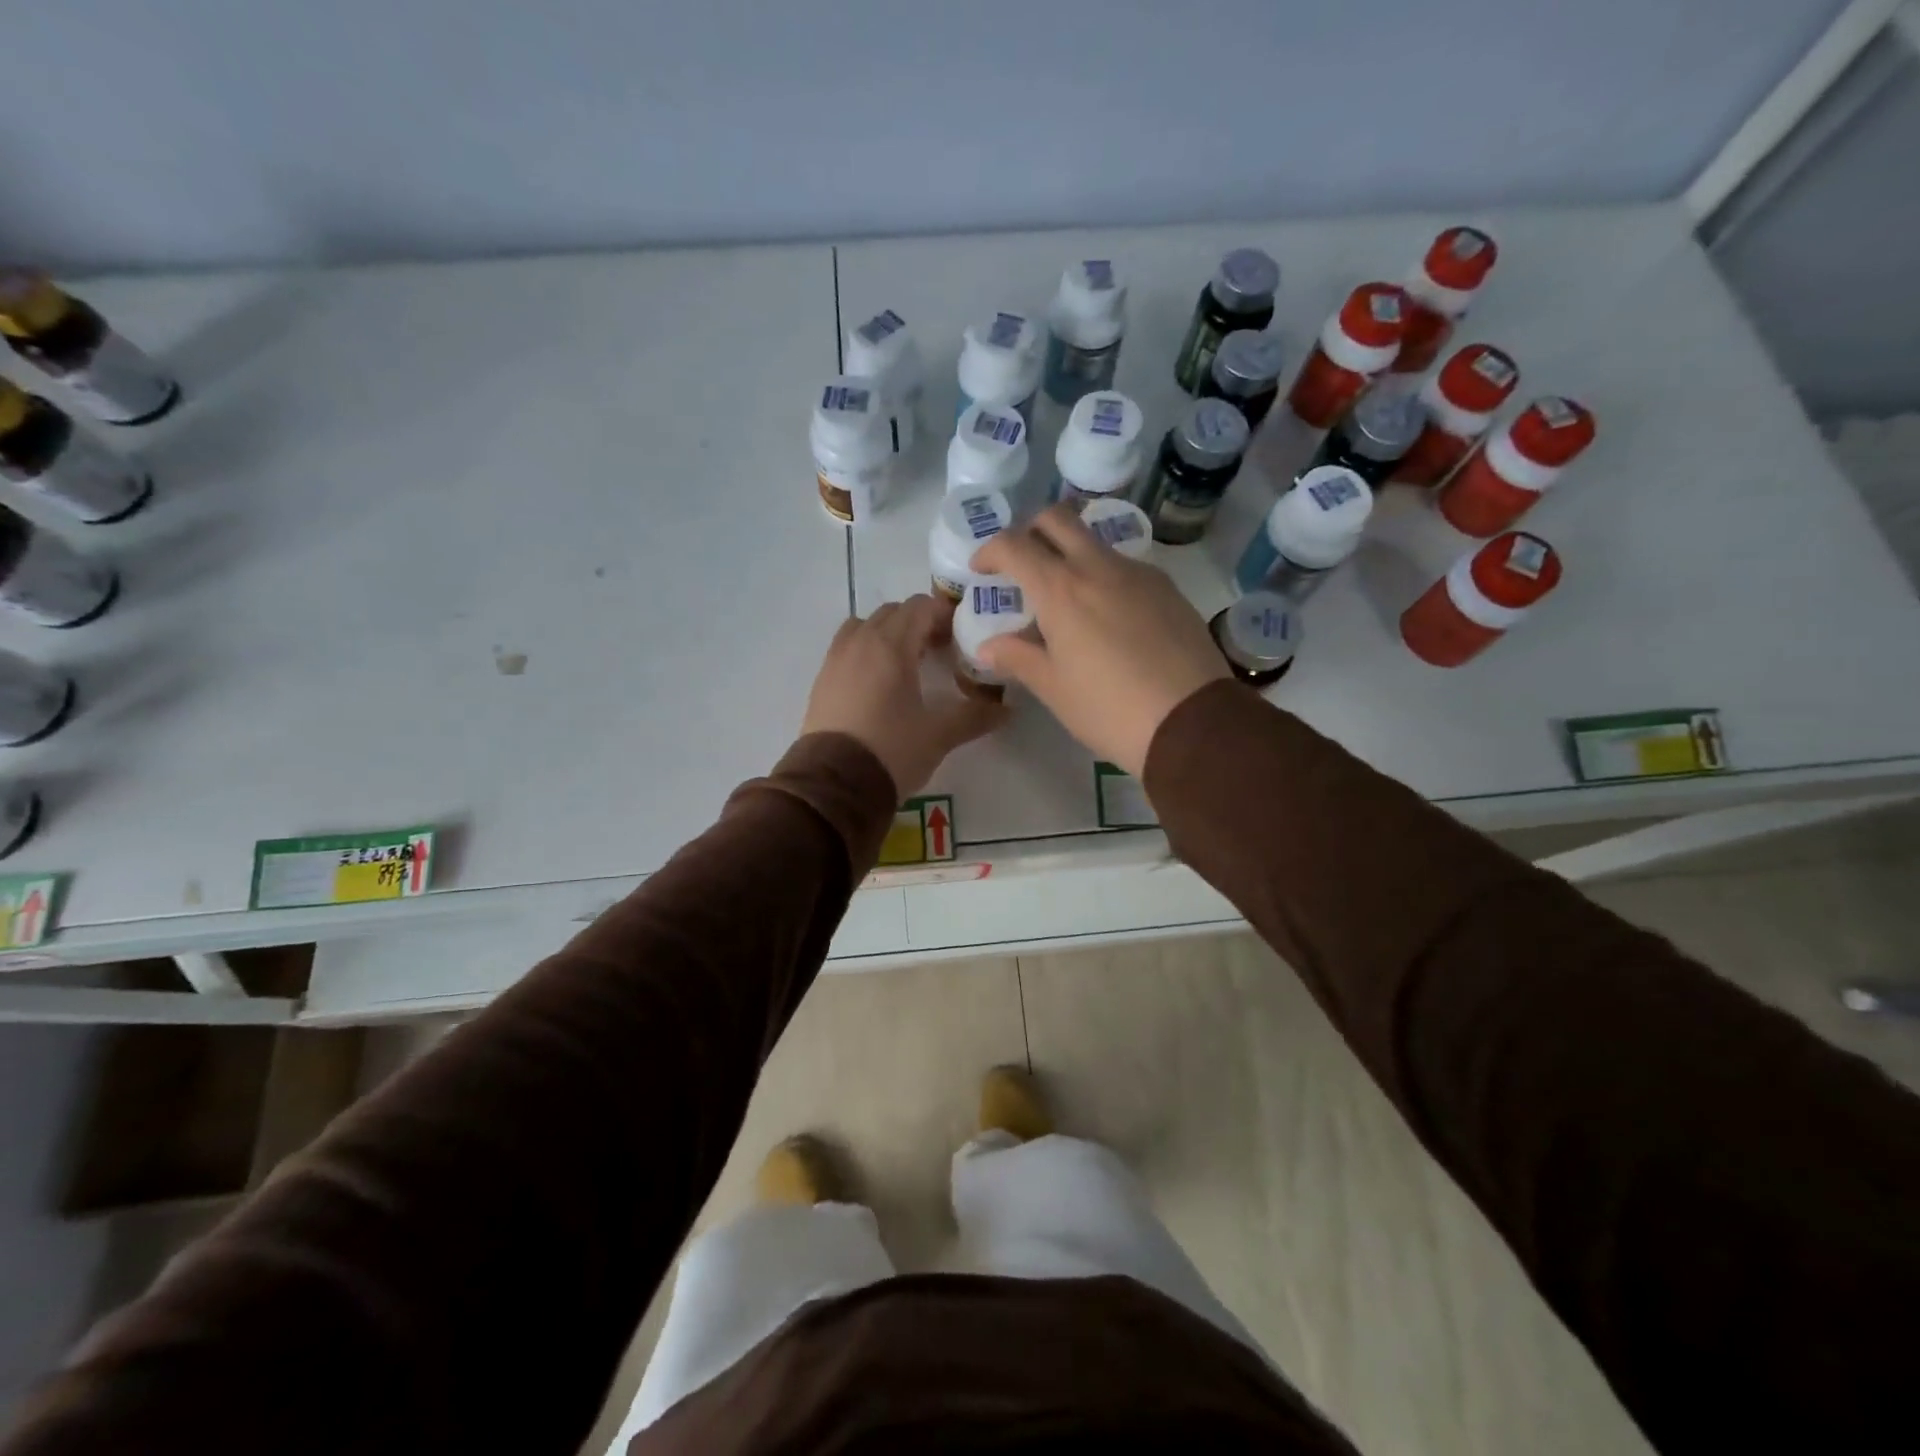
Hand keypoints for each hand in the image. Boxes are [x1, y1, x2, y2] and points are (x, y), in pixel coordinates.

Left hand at [800, 593, 1004, 798]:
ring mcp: (835, 660)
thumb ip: (974, 717)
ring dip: (888, 633)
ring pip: (864, 626)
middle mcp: (860, 642)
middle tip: (940, 650)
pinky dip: (866, 651)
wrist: (833, 784)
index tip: (961, 636)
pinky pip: (846, 648)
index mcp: (891, 646)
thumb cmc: (891, 751)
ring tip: (906, 663)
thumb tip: (1007, 710)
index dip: (944, 614)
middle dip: (918, 623)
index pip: (920, 607)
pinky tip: (879, 683)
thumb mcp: (939, 735)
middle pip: (893, 612)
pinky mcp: (822, 681)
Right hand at [971, 505, 1228, 775]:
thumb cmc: (1109, 708)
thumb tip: (988, 646)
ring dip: (1070, 553)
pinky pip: (1124, 566)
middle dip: (1030, 531)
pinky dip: (1103, 575)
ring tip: (1066, 599)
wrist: (1192, 721)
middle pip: (1057, 519)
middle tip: (1022, 564)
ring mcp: (1139, 573)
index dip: (989, 551)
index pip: (1013, 545)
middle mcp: (1099, 567)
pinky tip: (1107, 616)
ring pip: (1094, 541)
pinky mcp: (1168, 588)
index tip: (981, 570)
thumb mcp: (1054, 688)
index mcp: (1061, 589)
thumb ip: (1017, 658)